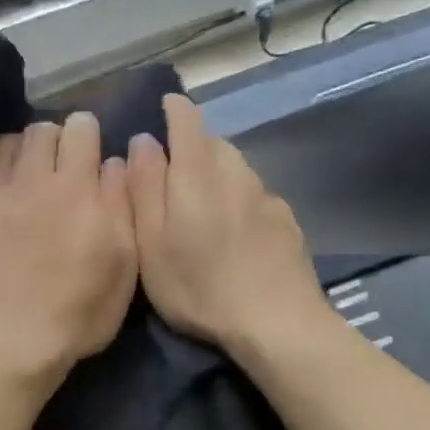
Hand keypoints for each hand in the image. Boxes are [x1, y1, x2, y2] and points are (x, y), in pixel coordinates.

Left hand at [0, 113, 137, 380]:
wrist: (5, 346)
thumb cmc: (75, 316)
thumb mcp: (123, 267)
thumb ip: (121, 207)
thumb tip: (112, 163)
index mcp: (76, 190)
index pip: (81, 130)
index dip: (85, 134)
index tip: (84, 151)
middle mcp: (30, 181)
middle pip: (39, 131)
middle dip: (50, 139)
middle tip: (50, 165)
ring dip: (12, 151)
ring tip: (14, 172)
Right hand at [128, 95, 328, 355]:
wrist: (276, 322)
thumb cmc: (198, 287)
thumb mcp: (151, 244)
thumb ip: (144, 189)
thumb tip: (142, 141)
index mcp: (198, 175)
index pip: (187, 120)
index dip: (173, 109)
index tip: (162, 107)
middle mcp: (236, 173)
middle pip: (213, 143)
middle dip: (192, 146)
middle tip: (171, 174)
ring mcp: (266, 196)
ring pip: (236, 169)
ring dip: (217, 173)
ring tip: (201, 206)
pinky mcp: (286, 221)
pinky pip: (255, 195)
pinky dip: (239, 199)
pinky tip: (235, 233)